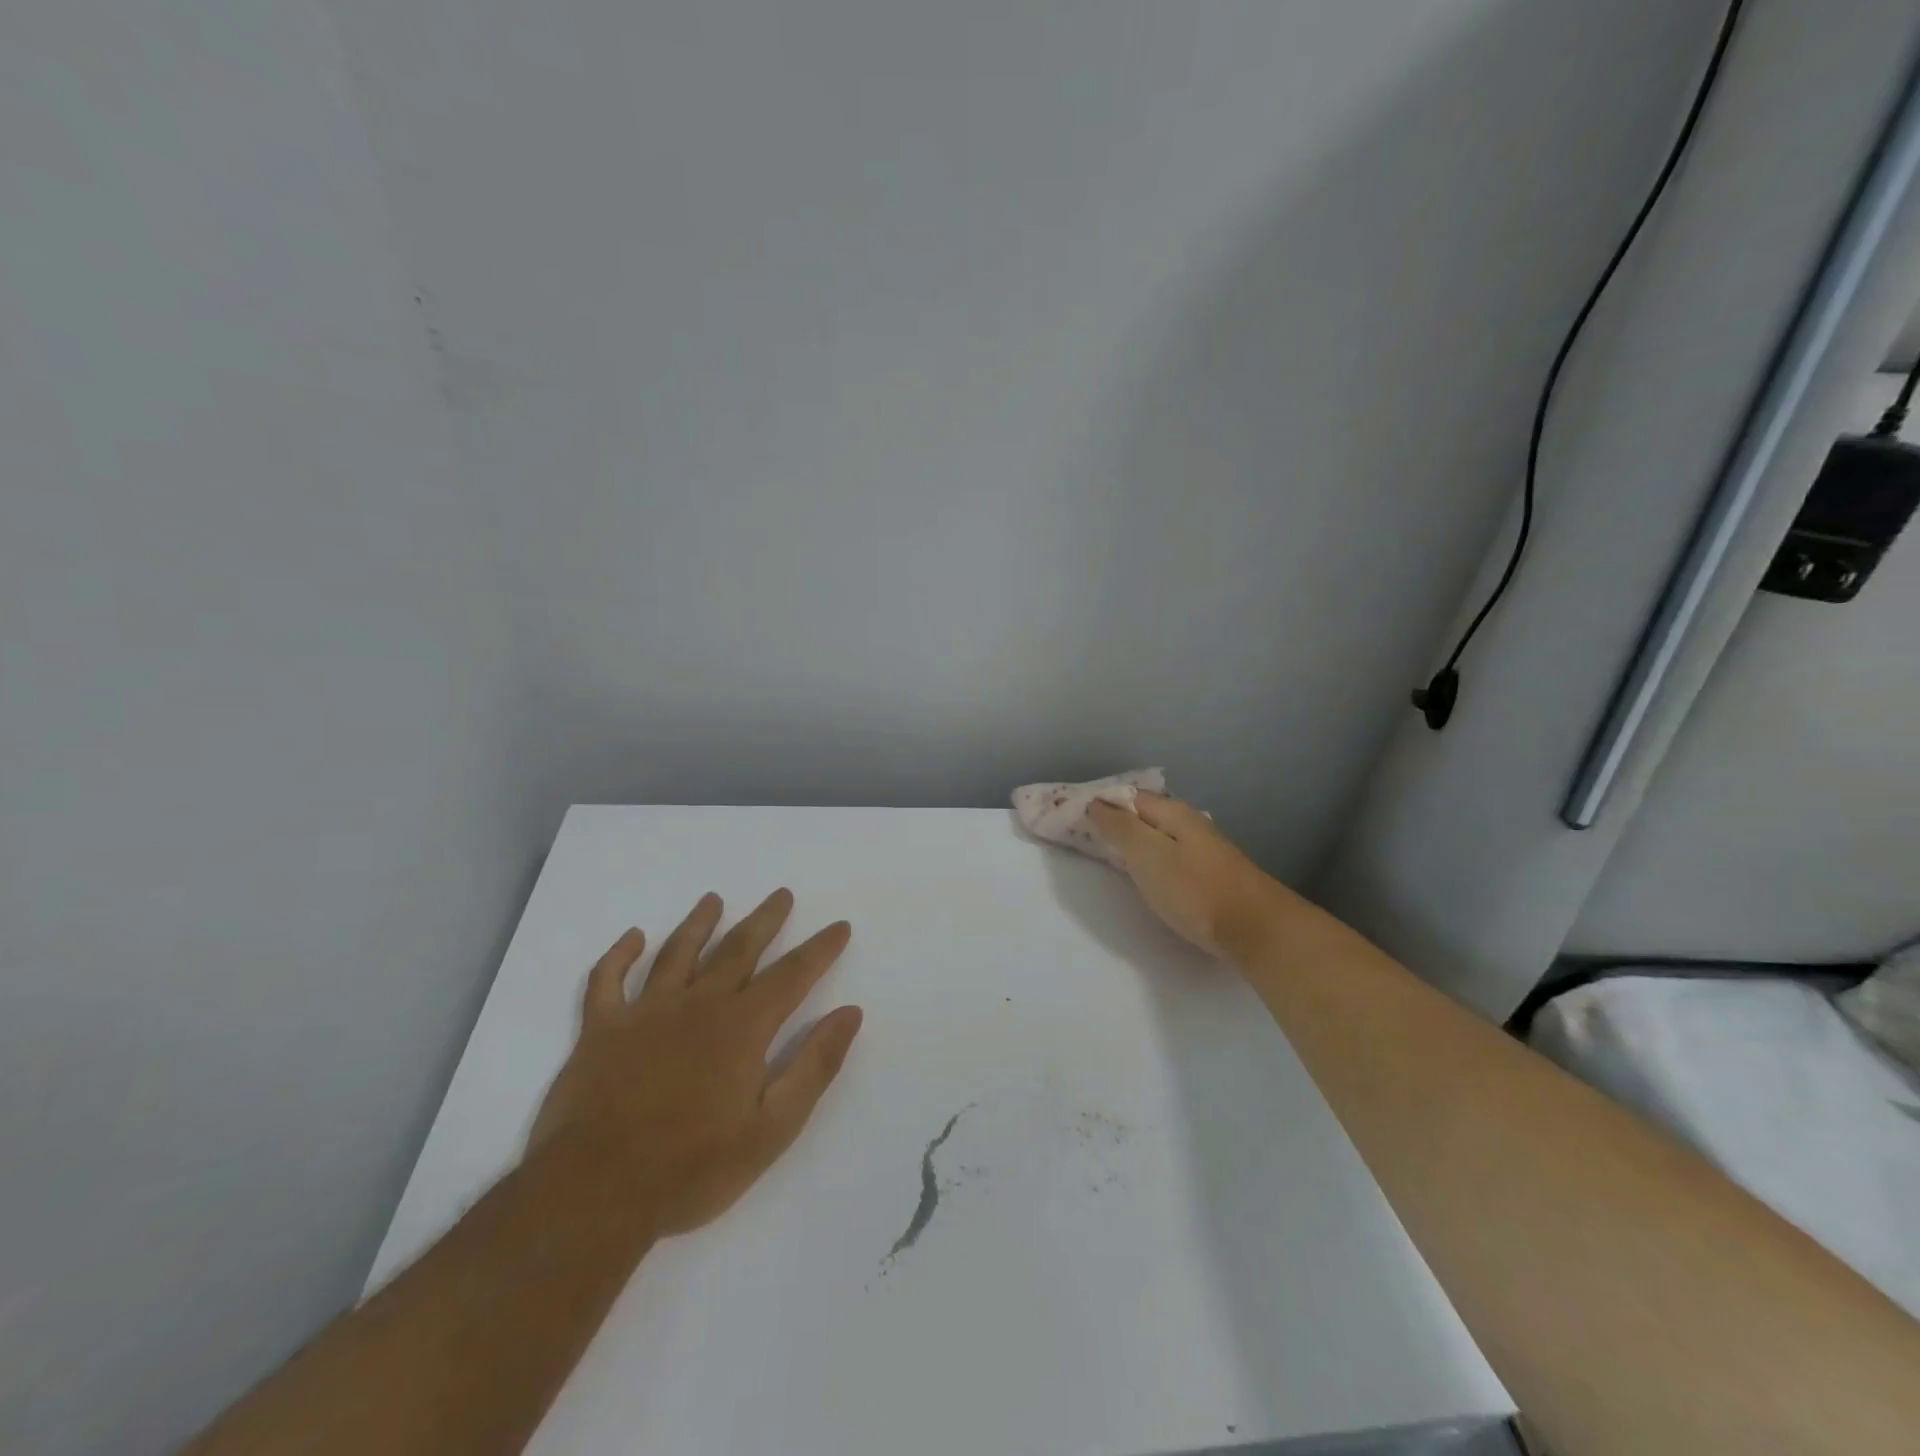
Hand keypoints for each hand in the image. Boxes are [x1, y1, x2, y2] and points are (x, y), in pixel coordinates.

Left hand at [529, 890, 863, 1237]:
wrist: (595, 1195)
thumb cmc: (691, 1169)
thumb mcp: (772, 1129)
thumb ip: (814, 1067)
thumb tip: (850, 1014)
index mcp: (741, 1027)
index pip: (792, 975)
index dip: (820, 949)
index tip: (840, 926)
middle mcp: (697, 1005)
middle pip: (738, 949)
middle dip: (765, 920)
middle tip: (782, 894)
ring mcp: (645, 1013)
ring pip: (677, 953)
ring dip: (699, 923)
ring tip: (713, 899)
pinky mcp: (600, 1030)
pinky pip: (607, 981)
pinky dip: (619, 956)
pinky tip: (633, 937)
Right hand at [1087, 793, 1288, 960]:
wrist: (1255, 930)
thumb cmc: (1194, 890)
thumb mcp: (1148, 855)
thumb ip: (1120, 828)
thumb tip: (1097, 803)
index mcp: (1173, 813)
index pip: (1128, 797)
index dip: (1101, 804)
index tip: (1071, 817)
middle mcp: (1189, 824)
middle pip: (1144, 815)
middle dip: (1115, 822)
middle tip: (1083, 837)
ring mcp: (1202, 849)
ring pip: (1157, 836)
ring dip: (1133, 841)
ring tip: (1108, 853)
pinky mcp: (1209, 875)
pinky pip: (1169, 856)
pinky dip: (1149, 859)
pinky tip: (1144, 873)